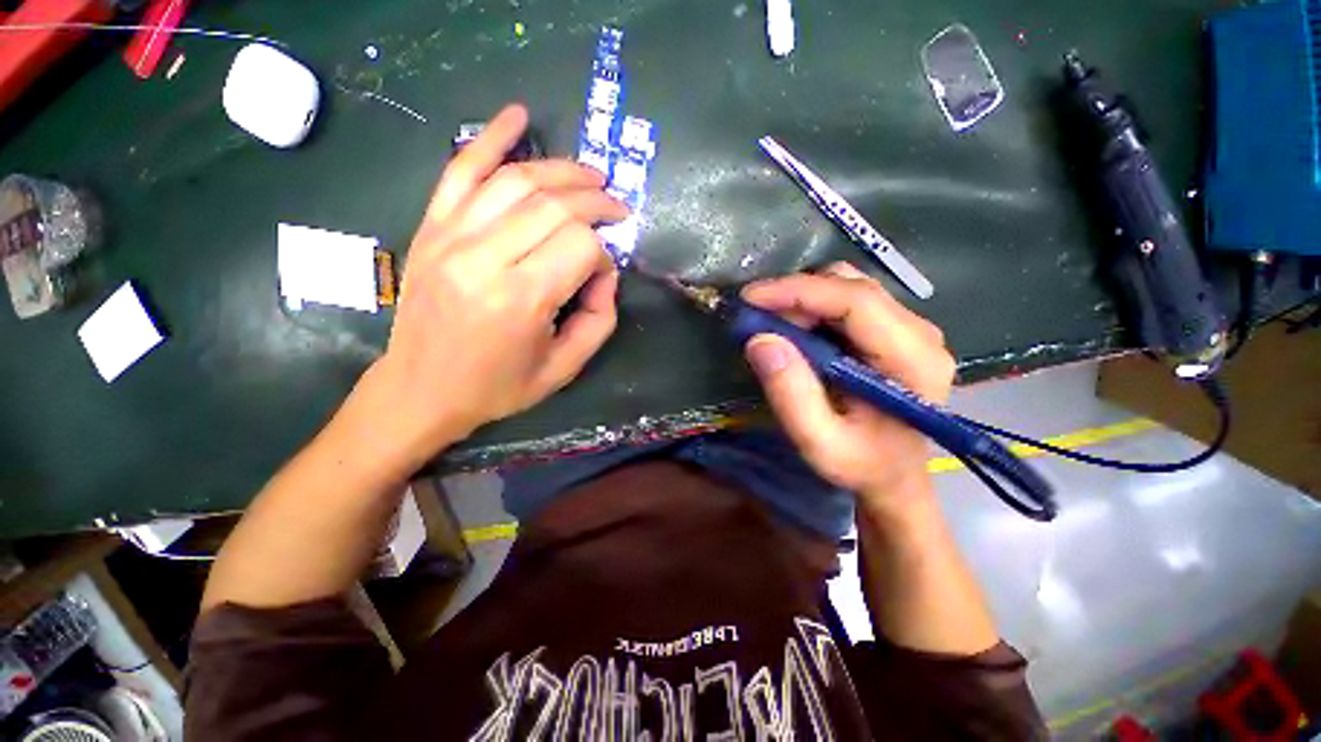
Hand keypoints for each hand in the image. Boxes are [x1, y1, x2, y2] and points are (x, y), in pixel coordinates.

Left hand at [351, 104, 627, 472]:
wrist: (422, 390)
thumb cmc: (499, 386)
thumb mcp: (565, 367)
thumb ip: (600, 319)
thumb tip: (605, 273)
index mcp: (520, 299)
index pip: (581, 247)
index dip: (603, 255)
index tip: (603, 274)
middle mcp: (484, 258)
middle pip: (554, 206)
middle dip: (595, 201)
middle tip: (616, 208)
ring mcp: (450, 236)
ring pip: (517, 180)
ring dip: (563, 171)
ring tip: (591, 177)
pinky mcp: (431, 228)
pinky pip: (461, 169)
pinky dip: (491, 136)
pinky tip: (518, 116)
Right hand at [741, 262, 955, 509]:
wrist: (895, 476)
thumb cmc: (862, 466)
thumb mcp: (820, 444)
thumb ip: (791, 395)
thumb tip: (760, 340)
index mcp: (914, 361)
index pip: (857, 301)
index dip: (799, 291)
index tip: (751, 298)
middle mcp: (921, 333)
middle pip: (851, 286)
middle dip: (796, 296)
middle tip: (758, 322)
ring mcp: (910, 327)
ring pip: (848, 286)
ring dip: (802, 300)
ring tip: (774, 329)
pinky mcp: (893, 329)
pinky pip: (847, 300)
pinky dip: (812, 307)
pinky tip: (795, 331)